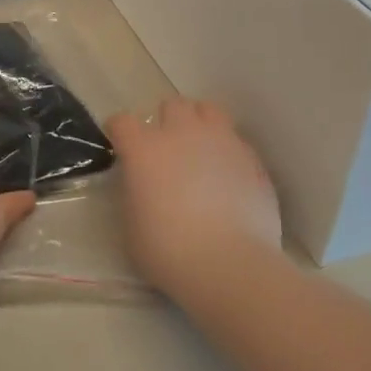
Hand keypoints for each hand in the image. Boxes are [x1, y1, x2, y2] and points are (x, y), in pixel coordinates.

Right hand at [108, 98, 283, 298]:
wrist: (230, 265)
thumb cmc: (169, 252)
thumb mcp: (131, 227)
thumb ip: (134, 194)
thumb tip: (142, 186)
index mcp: (144, 149)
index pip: (122, 122)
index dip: (119, 132)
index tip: (121, 147)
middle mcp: (182, 134)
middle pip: (172, 106)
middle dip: (166, 122)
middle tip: (168, 150)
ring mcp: (220, 141)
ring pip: (208, 111)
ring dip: (200, 124)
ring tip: (200, 150)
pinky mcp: (251, 158)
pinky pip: (235, 140)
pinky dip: (227, 151)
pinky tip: (227, 175)